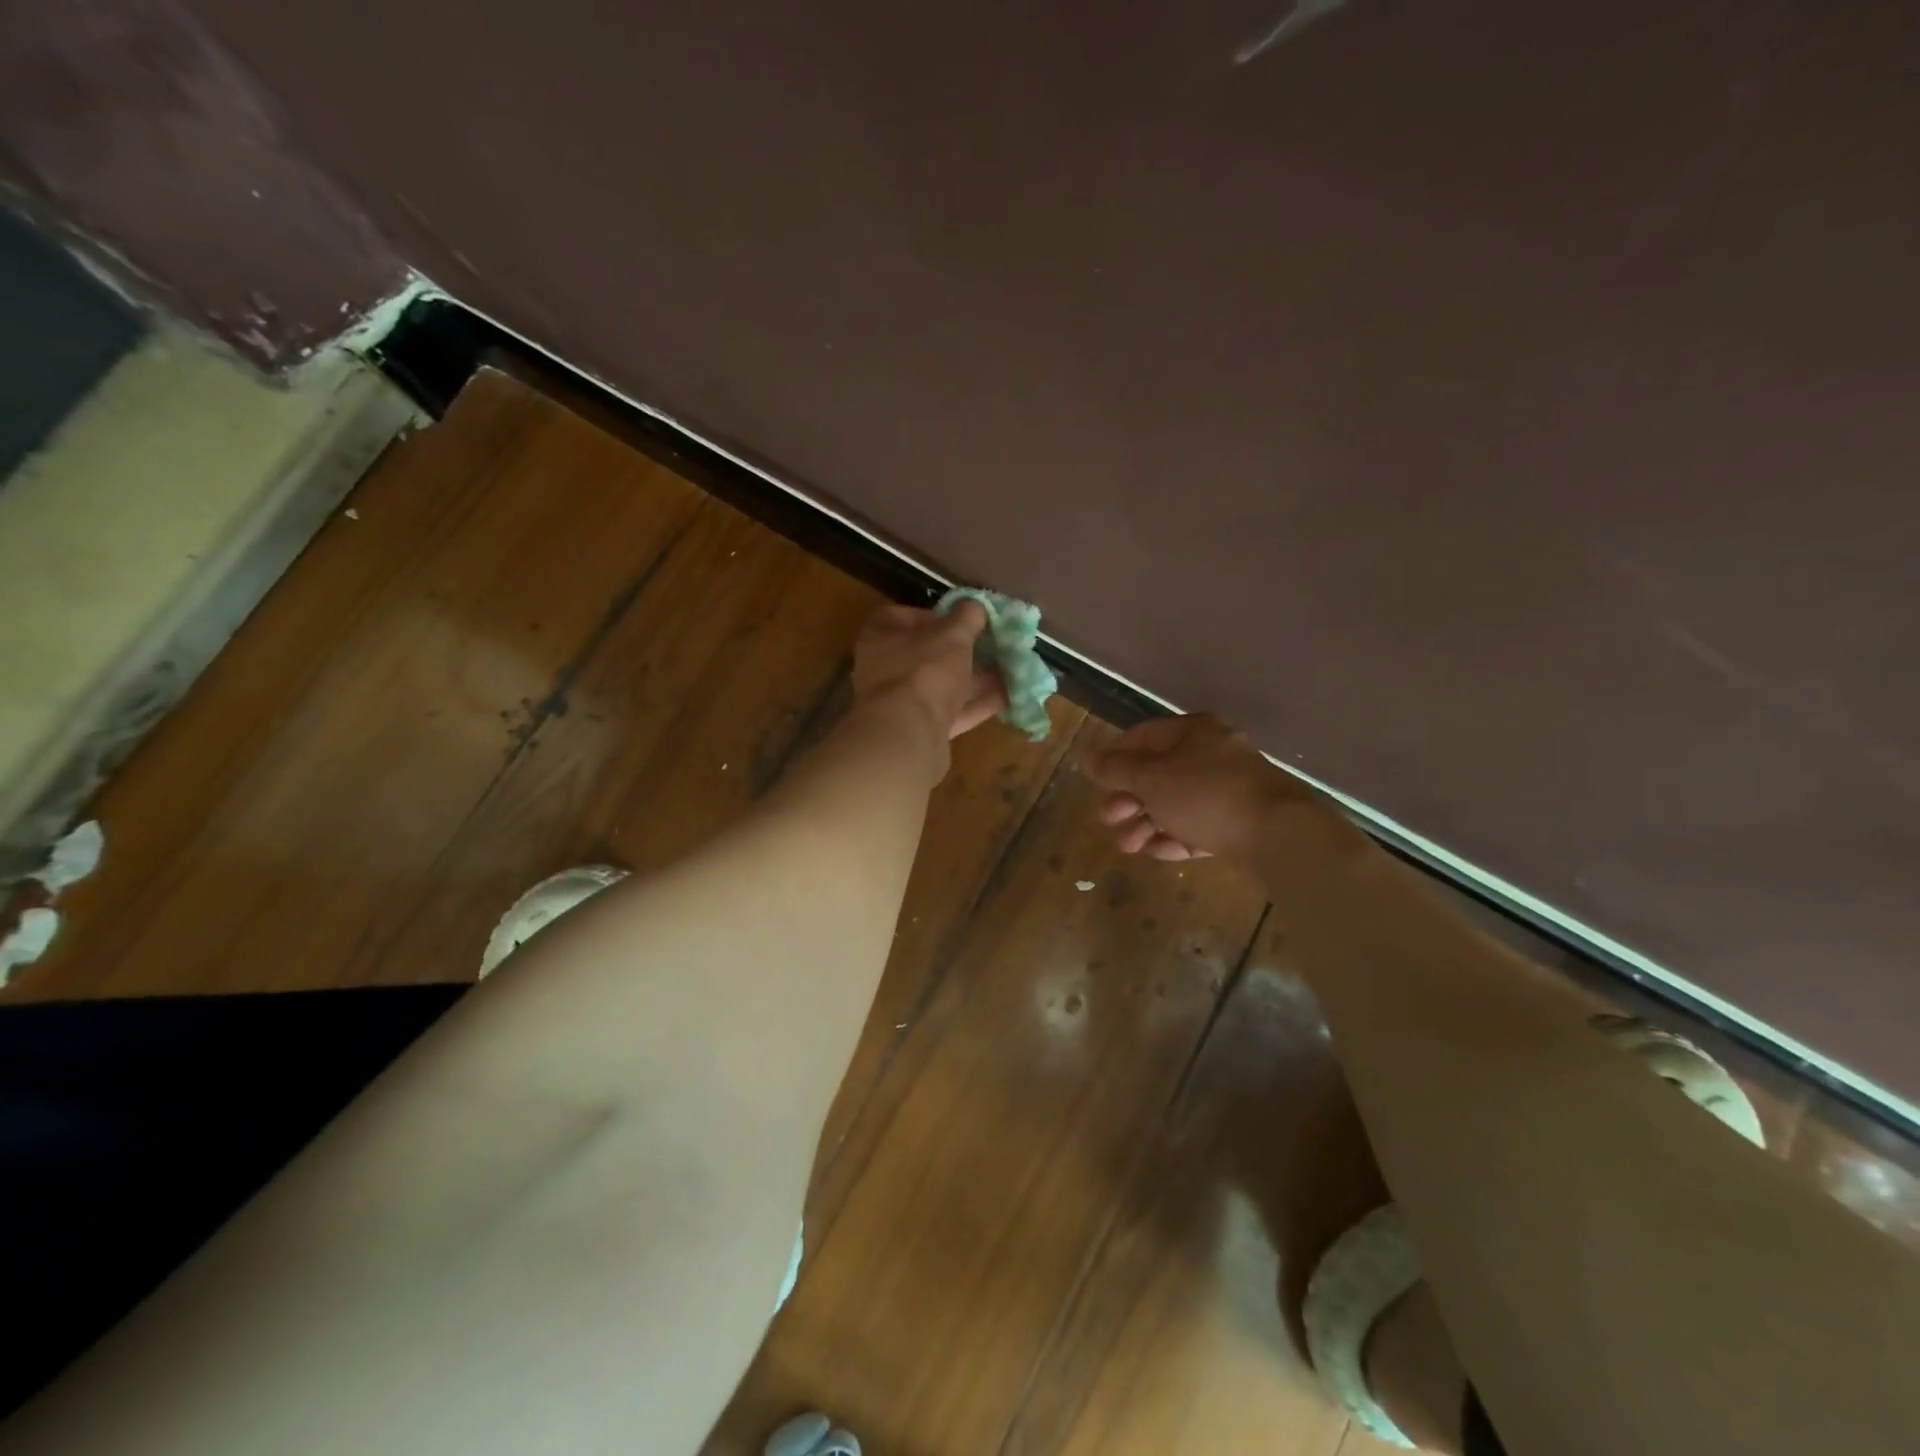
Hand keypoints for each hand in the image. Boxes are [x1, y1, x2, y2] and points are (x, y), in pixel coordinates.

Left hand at [852, 601, 1008, 741]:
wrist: (907, 736)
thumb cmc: (924, 671)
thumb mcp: (952, 635)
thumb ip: (967, 616)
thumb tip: (976, 605)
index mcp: (881, 638)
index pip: (900, 617)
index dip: (932, 615)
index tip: (959, 619)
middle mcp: (885, 669)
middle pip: (926, 655)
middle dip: (962, 651)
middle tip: (991, 645)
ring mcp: (900, 704)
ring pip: (941, 686)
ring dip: (974, 680)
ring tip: (1009, 670)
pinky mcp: (919, 731)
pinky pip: (951, 713)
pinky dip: (976, 705)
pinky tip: (1008, 698)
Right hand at [1088, 713, 1313, 860]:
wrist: (1276, 833)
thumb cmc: (1204, 794)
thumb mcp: (1150, 779)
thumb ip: (1116, 769)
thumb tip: (1090, 759)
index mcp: (1191, 732)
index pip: (1142, 737)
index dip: (1115, 758)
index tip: (1098, 783)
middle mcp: (1210, 754)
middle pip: (1157, 774)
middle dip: (1128, 800)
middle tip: (1110, 820)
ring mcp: (1227, 789)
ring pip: (1175, 803)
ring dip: (1146, 824)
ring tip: (1129, 847)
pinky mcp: (1239, 821)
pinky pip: (1197, 825)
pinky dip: (1175, 837)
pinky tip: (1158, 853)